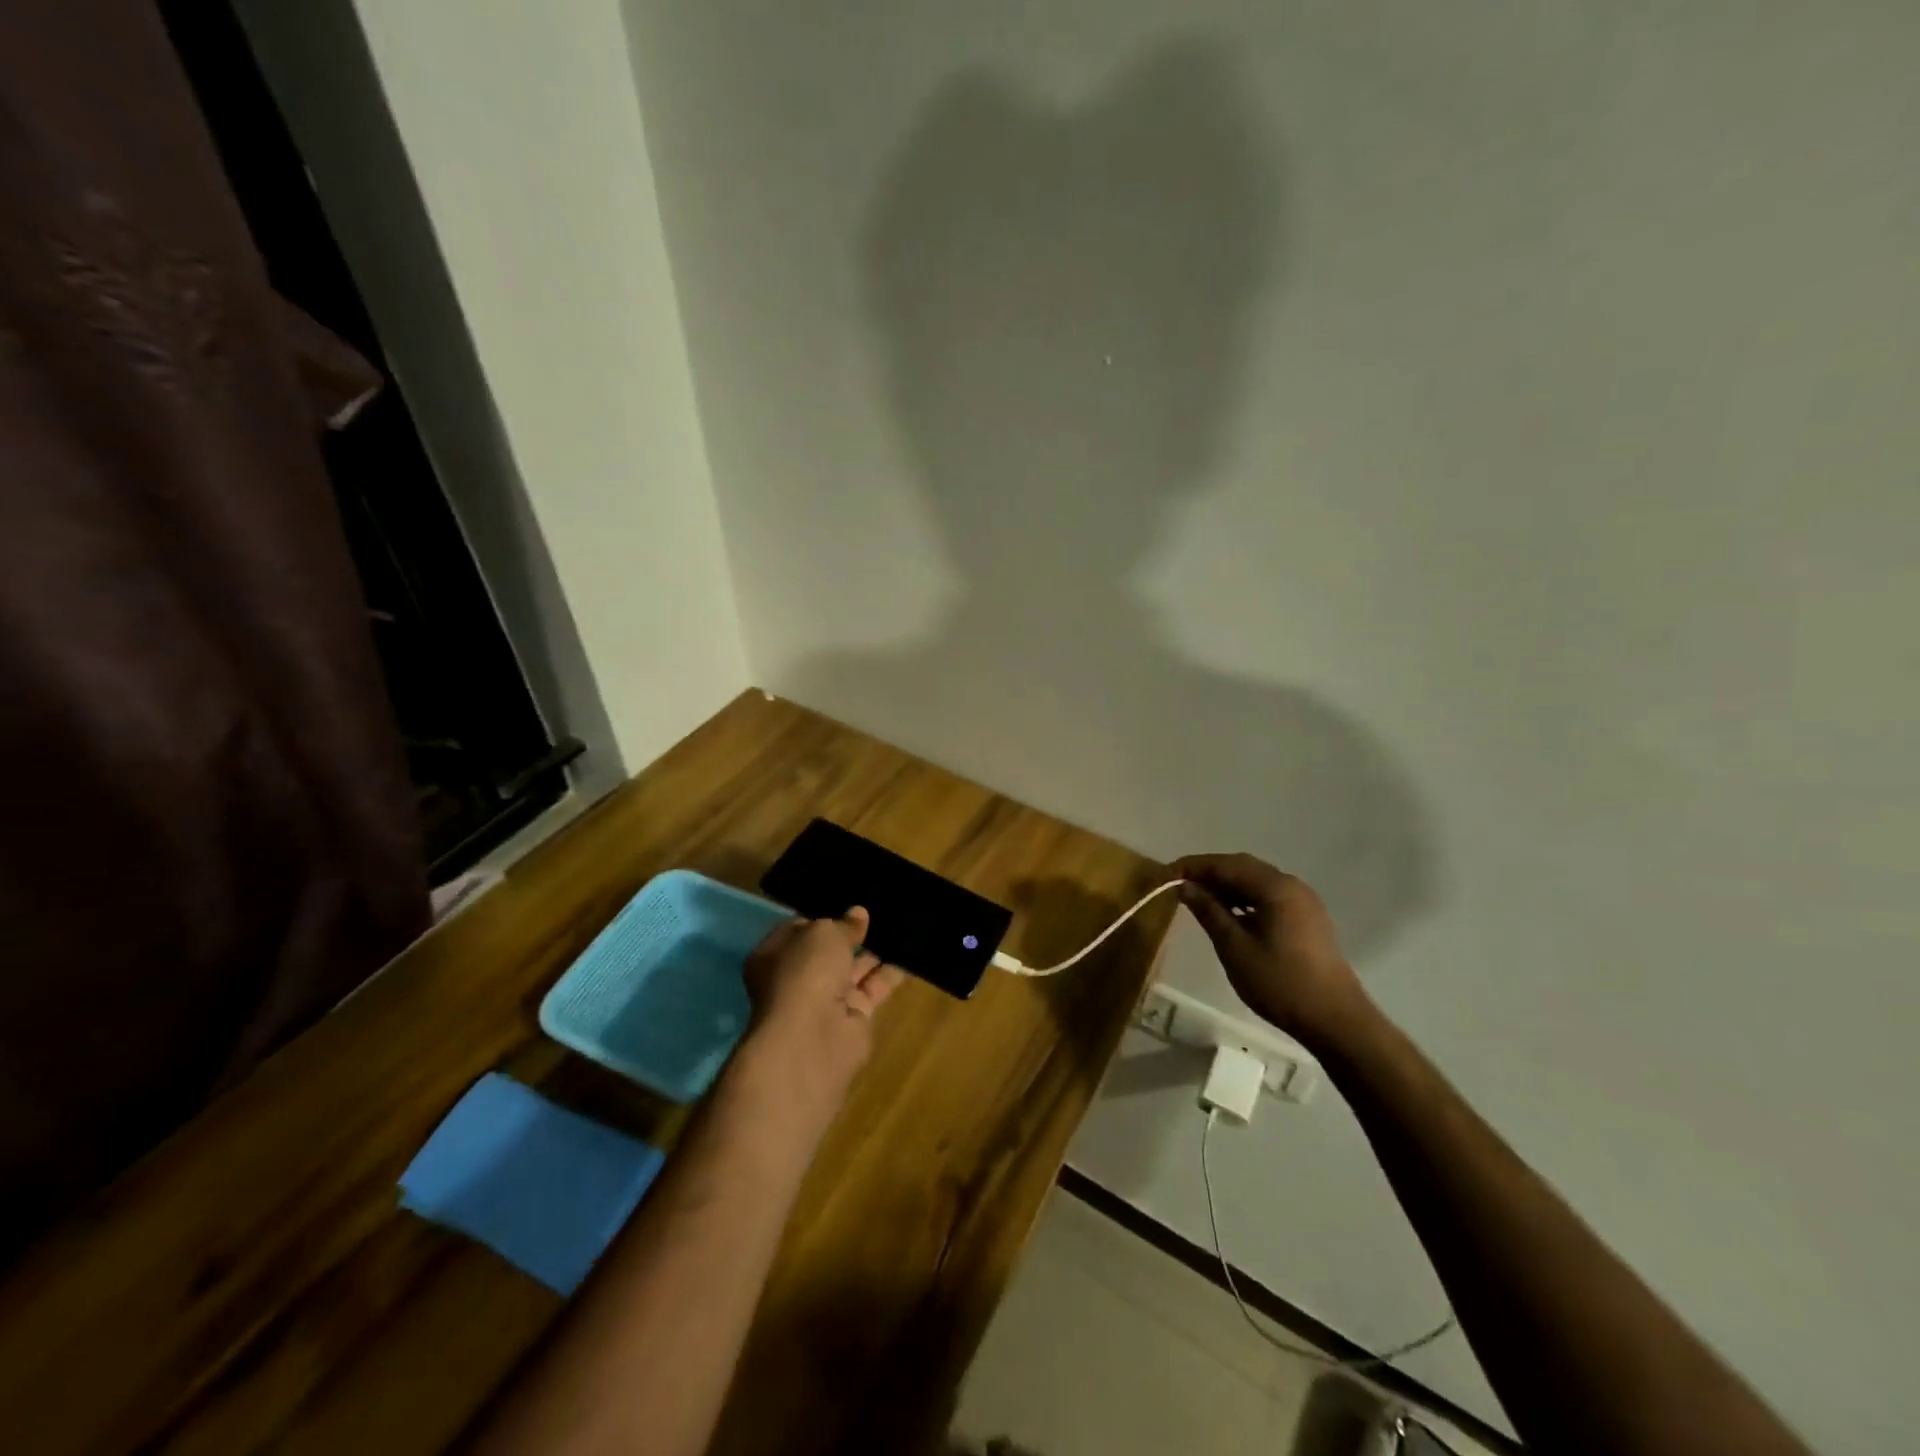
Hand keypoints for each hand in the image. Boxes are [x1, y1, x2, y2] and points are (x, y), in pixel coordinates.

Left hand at [738, 907, 906, 1122]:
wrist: (814, 1036)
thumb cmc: (805, 972)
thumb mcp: (824, 932)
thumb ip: (843, 924)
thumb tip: (858, 914)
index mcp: (774, 955)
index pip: (799, 930)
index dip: (823, 917)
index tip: (848, 904)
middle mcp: (796, 979)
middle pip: (827, 952)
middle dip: (852, 935)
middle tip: (880, 910)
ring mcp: (825, 1001)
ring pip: (853, 970)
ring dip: (874, 952)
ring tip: (901, 925)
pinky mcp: (853, 1019)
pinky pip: (873, 988)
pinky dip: (890, 974)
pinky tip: (910, 952)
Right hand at [1169, 853, 1367, 1045]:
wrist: (1335, 1020)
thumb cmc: (1280, 982)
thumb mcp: (1234, 947)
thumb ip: (1208, 910)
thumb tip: (1185, 886)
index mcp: (1275, 887)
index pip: (1226, 864)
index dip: (1193, 866)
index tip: (1165, 875)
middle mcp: (1291, 885)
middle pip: (1242, 867)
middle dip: (1209, 872)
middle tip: (1179, 884)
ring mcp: (1303, 901)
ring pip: (1256, 881)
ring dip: (1226, 885)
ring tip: (1198, 899)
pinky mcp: (1307, 918)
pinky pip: (1268, 896)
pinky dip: (1244, 898)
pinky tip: (1228, 914)